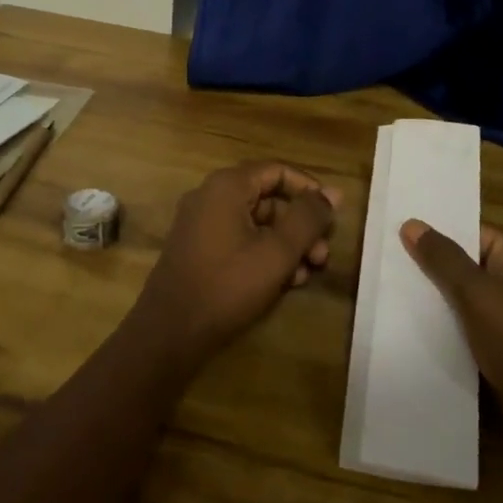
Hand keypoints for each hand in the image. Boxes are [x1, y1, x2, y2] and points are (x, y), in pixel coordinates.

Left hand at [132, 163, 338, 363]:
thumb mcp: (277, 252)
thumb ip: (307, 219)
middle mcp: (210, 195)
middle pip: (267, 198)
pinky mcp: (197, 248)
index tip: (331, 216)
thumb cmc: (227, 285)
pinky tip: (282, 282)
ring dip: (285, 244)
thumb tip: (333, 193)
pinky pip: (238, 238)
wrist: (169, 331)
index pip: (277, 171)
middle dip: (299, 225)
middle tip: (322, 256)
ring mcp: (200, 222)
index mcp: (227, 186)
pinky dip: (262, 253)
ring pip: (255, 222)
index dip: (308, 190)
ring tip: (305, 274)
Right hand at [400, 219, 502, 435]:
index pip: (475, 231)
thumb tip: (412, 223)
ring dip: (441, 296)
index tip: (401, 235)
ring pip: (470, 294)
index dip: (439, 233)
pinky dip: (452, 322)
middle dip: (435, 265)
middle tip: (393, 261)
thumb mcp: (477, 295)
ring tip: (398, 290)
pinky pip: (475, 321)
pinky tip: (421, 325)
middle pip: (471, 262)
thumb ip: (443, 259)